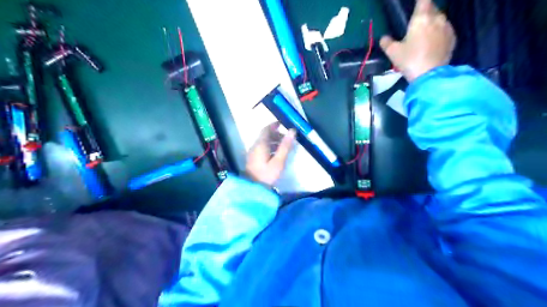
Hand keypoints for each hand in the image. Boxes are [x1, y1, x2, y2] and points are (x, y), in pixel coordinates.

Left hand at [248, 122, 296, 185]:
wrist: (252, 189)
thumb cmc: (266, 174)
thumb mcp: (278, 161)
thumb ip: (285, 146)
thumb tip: (292, 131)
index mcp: (260, 144)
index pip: (266, 129)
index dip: (274, 125)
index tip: (283, 124)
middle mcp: (255, 146)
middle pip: (265, 135)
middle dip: (276, 134)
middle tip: (287, 138)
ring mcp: (253, 153)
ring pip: (263, 142)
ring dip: (273, 141)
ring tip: (284, 147)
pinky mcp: (253, 159)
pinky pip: (262, 148)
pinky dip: (270, 147)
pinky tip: (276, 155)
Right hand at [379, 0, 455, 80]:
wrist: (430, 75)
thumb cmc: (410, 60)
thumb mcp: (392, 53)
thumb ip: (386, 42)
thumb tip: (384, 38)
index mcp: (422, 18)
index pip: (423, 0)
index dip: (419, 2)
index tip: (414, 6)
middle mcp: (437, 18)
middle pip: (432, 8)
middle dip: (425, 12)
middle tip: (416, 23)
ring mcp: (447, 28)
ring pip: (439, 19)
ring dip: (432, 23)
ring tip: (424, 35)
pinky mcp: (453, 38)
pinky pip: (445, 30)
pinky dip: (438, 33)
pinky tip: (432, 43)